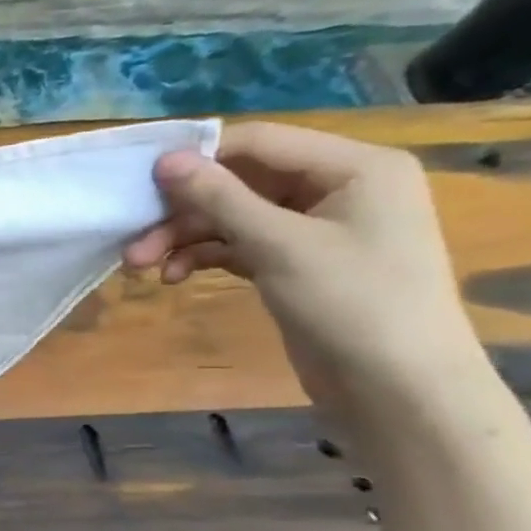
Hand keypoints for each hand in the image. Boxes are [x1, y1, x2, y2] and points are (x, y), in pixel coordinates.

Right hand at [123, 122, 479, 419]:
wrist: (398, 388)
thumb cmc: (352, 303)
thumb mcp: (279, 245)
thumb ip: (219, 198)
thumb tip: (164, 159)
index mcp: (355, 166)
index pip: (258, 142)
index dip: (198, 158)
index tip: (140, 184)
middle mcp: (338, 187)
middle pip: (240, 181)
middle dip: (184, 210)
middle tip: (133, 239)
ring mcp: (317, 227)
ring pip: (234, 216)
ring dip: (186, 237)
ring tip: (141, 266)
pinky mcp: (298, 262)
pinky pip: (241, 244)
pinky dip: (206, 256)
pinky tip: (175, 276)